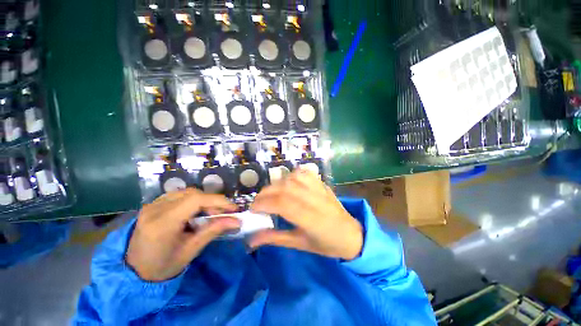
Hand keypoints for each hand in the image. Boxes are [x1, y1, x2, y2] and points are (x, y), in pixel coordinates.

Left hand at [126, 189, 239, 281]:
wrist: (134, 272)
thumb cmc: (163, 267)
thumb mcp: (191, 251)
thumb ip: (213, 231)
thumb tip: (236, 220)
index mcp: (162, 223)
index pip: (195, 200)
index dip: (218, 201)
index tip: (233, 209)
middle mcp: (155, 209)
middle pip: (192, 194)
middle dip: (212, 202)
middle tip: (221, 214)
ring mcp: (151, 205)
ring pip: (186, 193)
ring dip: (203, 200)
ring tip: (209, 214)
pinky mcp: (152, 205)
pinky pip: (178, 195)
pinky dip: (193, 201)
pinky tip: (195, 212)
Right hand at [249, 169, 362, 259]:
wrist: (350, 234)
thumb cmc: (325, 243)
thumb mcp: (299, 244)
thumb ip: (275, 238)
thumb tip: (251, 239)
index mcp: (311, 218)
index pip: (282, 204)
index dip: (263, 204)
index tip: (252, 209)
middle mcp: (315, 200)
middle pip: (285, 188)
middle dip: (265, 193)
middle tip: (257, 203)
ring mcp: (319, 189)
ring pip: (293, 178)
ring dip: (277, 184)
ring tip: (270, 194)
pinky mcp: (321, 183)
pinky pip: (304, 173)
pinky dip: (291, 175)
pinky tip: (287, 183)